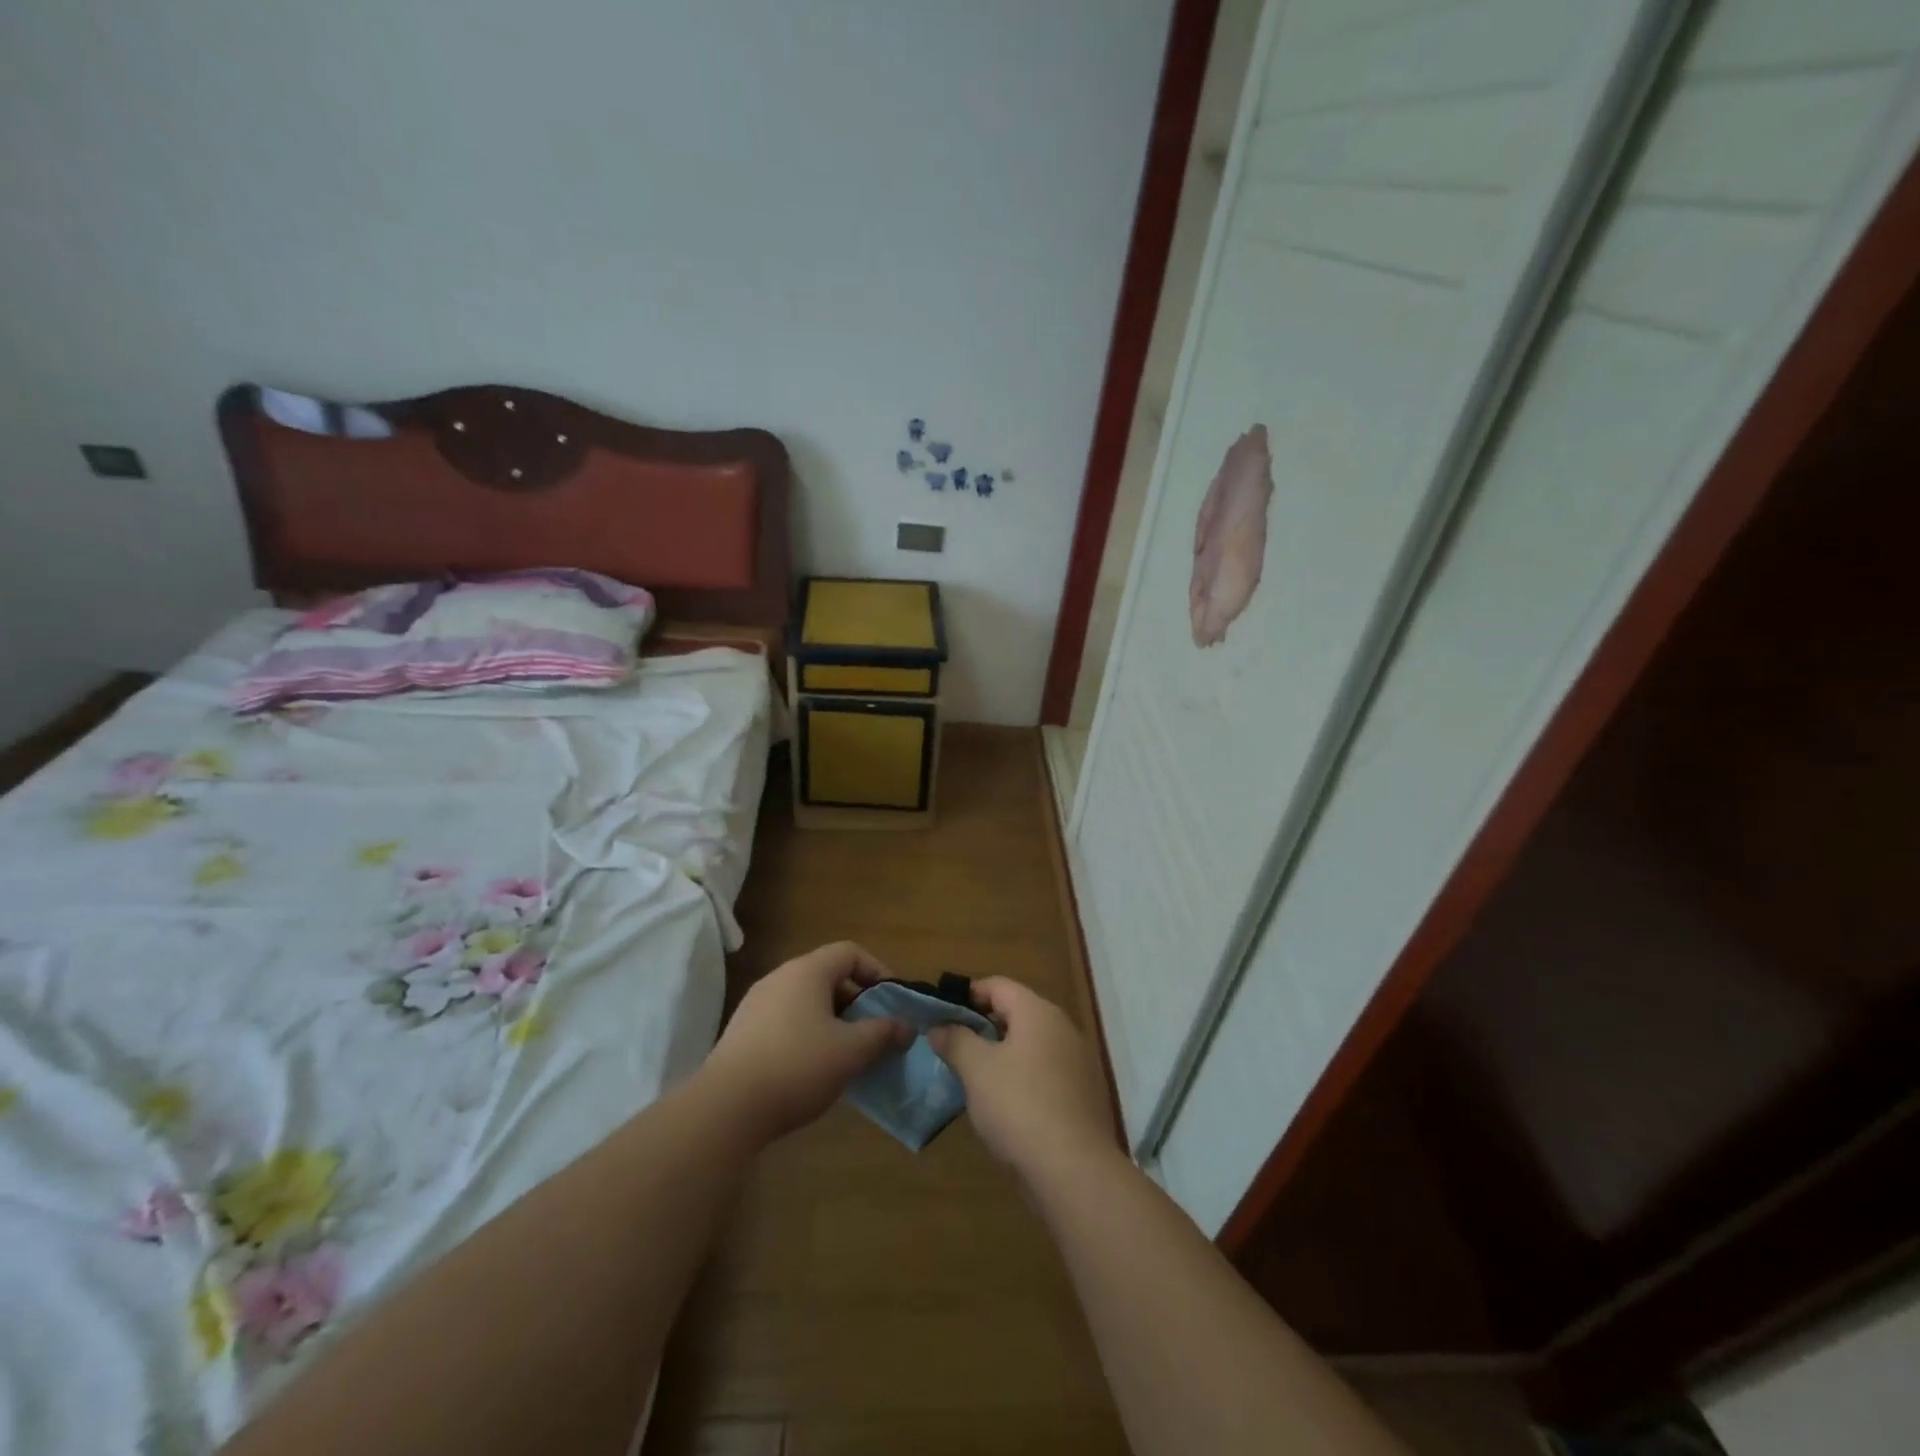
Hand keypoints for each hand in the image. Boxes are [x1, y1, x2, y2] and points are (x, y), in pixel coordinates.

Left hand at [700, 941, 910, 1142]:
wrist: (726, 1108)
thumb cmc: (798, 1066)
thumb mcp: (851, 1051)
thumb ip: (883, 1033)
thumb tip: (906, 1026)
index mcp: (807, 971)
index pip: (850, 952)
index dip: (877, 971)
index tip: (892, 1002)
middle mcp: (780, 978)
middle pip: (828, 976)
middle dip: (856, 1001)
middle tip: (874, 1031)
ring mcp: (756, 1004)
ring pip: (806, 1000)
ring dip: (832, 1020)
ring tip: (847, 1053)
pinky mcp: (741, 1032)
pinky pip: (786, 1020)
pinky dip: (807, 1034)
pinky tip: (813, 1069)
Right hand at [926, 978, 1119, 1179]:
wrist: (1074, 1170)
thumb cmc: (1019, 1106)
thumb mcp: (976, 1070)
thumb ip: (956, 1041)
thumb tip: (940, 1027)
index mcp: (1038, 1012)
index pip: (998, 986)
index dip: (967, 995)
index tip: (942, 1015)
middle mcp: (1063, 1028)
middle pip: (1017, 1013)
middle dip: (984, 1027)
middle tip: (955, 1048)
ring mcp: (1078, 1062)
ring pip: (1032, 1045)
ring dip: (1004, 1054)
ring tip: (975, 1078)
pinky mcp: (1084, 1094)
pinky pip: (1047, 1073)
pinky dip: (1024, 1078)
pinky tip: (1007, 1106)